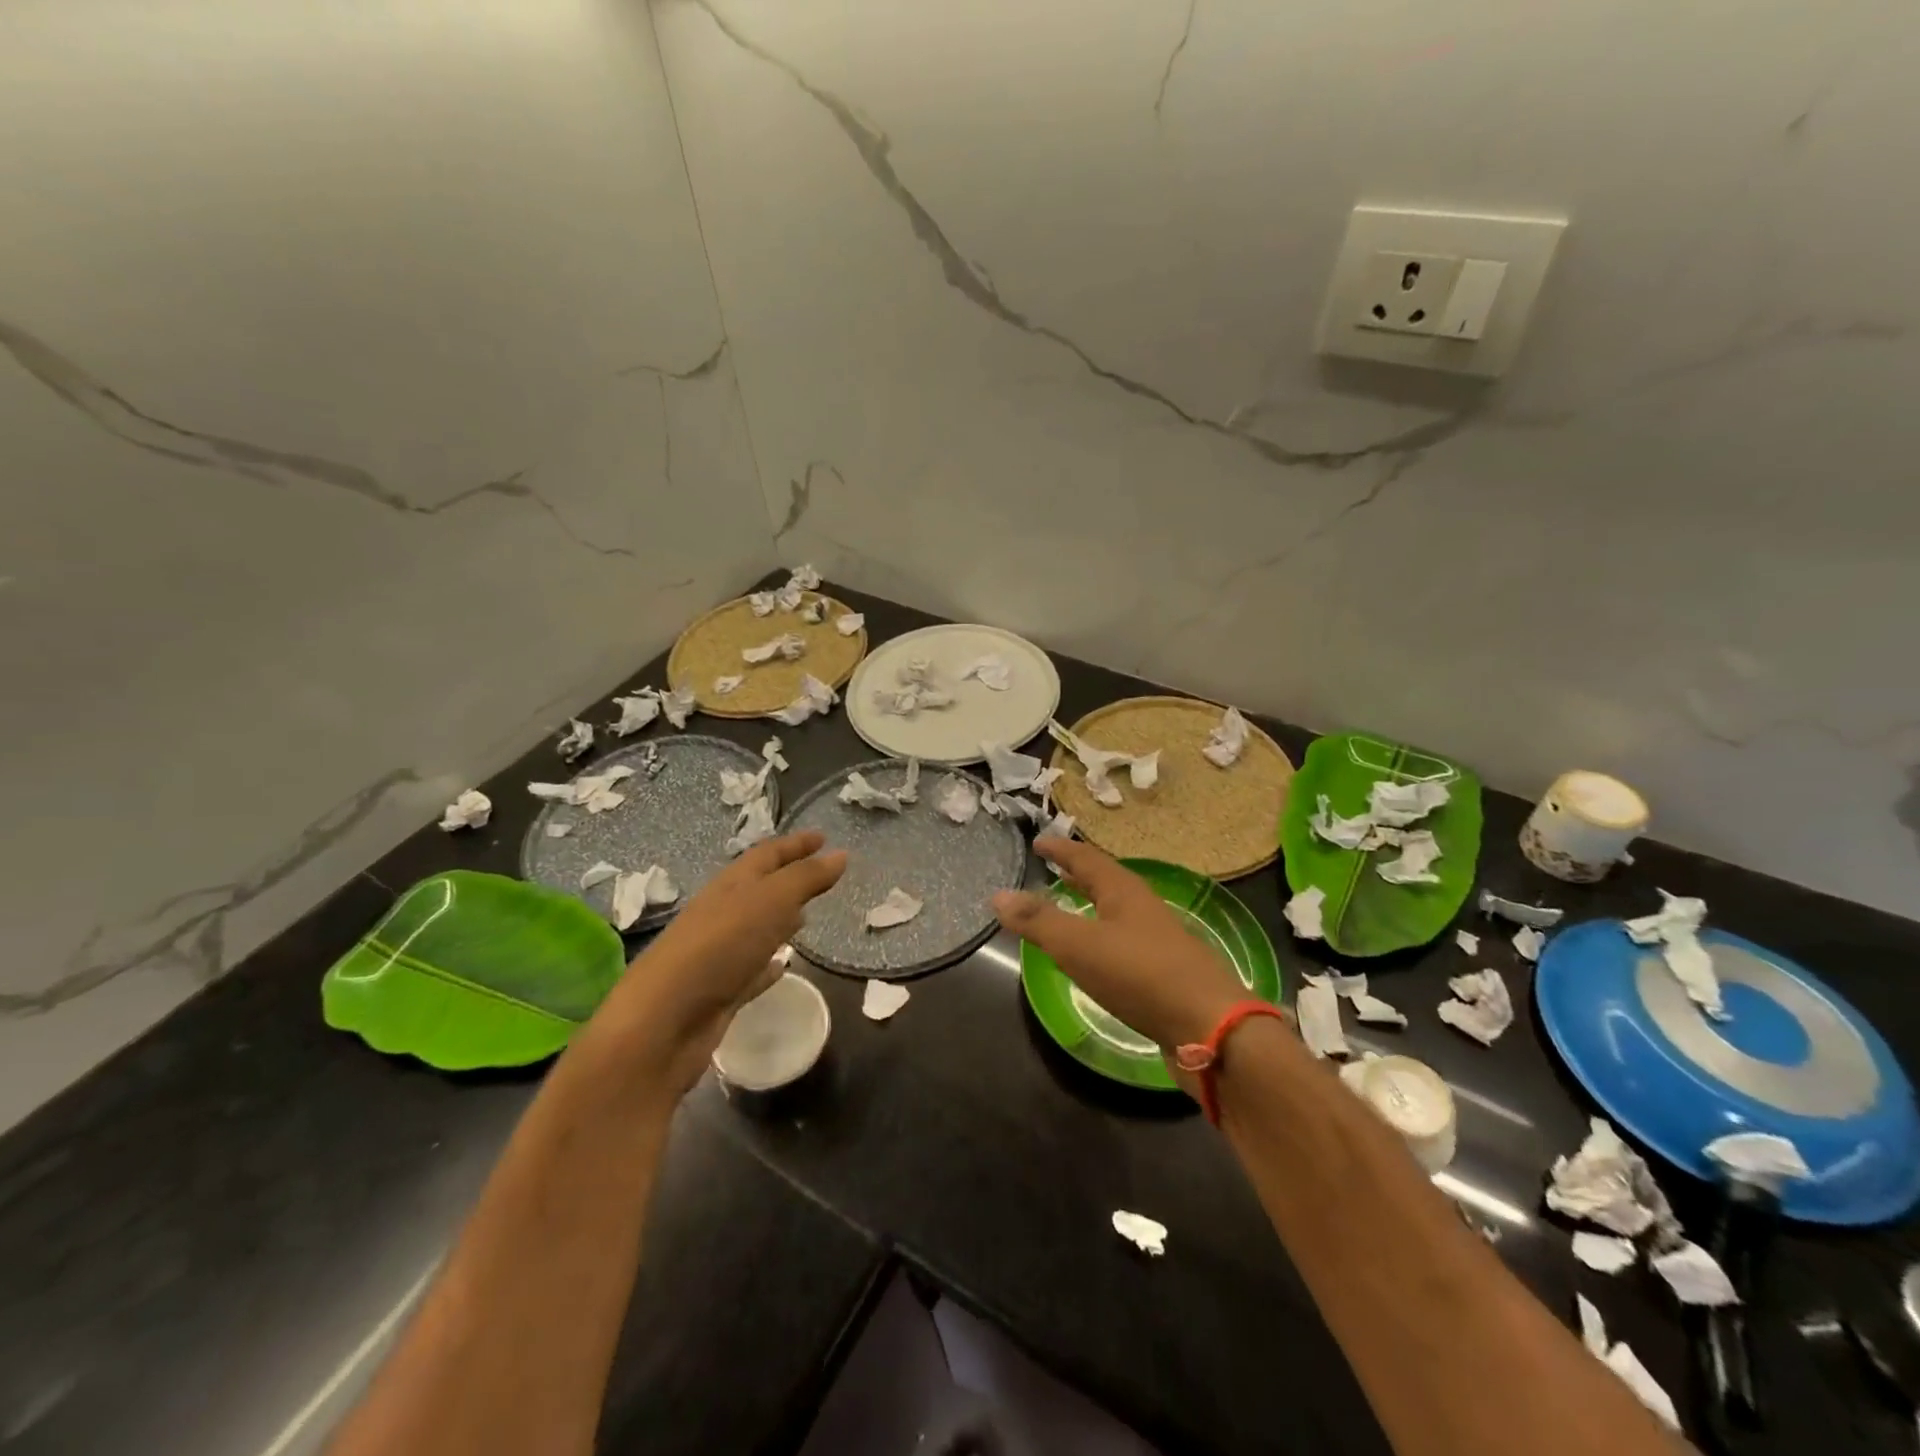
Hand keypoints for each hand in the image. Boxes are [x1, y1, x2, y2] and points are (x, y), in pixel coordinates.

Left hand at [587, 831, 846, 1093]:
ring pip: (755, 928)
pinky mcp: (719, 992)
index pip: (767, 854)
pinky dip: (769, 963)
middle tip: (820, 876)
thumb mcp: (769, 902)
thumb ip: (805, 878)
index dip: (796, 844)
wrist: (662, 1025)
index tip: (824, 837)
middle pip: (760, 888)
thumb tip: (840, 854)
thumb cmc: (717, 949)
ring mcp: (718, 954)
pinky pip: (751, 969)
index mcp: (730, 886)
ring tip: (807, 917)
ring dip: (779, 919)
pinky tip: (783, 966)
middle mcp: (721, 914)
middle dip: (788, 878)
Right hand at [992, 838, 1249, 1058]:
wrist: (1208, 1026)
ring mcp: (1157, 939)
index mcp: (1123, 891)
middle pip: (1106, 881)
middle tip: (1053, 868)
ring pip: (1116, 911)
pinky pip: (1124, 941)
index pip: (1086, 858)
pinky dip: (1102, 935)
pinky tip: (1096, 956)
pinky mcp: (1164, 971)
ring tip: (1070, 907)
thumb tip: (997, 894)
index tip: (1040, 841)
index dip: (1061, 849)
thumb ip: (1038, 920)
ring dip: (1091, 904)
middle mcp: (1142, 908)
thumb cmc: (1139, 975)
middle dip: (1078, 873)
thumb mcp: (1078, 945)